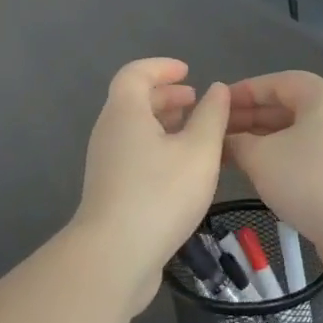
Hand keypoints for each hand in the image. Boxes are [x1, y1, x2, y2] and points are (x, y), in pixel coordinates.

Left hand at [73, 58, 231, 313]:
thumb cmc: (160, 194)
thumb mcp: (199, 151)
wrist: (114, 255)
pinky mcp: (109, 189)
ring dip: (163, 123)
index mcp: (125, 112)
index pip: (135, 73)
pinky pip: (134, 153)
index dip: (161, 67)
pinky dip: (157, 147)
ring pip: (135, 129)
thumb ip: (212, 116)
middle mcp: (109, 131)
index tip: (188, 72)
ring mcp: (105, 162)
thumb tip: (217, 89)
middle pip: (133, 100)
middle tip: (196, 101)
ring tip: (196, 133)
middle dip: (166, 96)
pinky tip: (182, 169)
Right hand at [225, 71, 322, 293]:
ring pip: (297, 138)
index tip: (214, 106)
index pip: (276, 82)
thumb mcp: (262, 157)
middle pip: (287, 108)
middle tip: (216, 134)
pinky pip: (308, 161)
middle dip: (250, 119)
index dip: (243, 91)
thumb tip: (227, 140)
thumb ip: (238, 142)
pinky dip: (282, 164)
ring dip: (263, 144)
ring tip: (230, 157)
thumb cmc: (314, 182)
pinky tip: (259, 180)